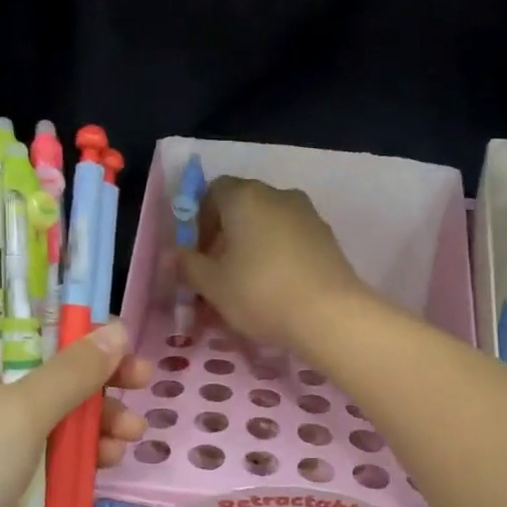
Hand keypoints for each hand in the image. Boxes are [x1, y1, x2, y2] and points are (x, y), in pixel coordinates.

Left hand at [0, 315, 153, 506]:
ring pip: (55, 418)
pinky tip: (109, 463)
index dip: (73, 325)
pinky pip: (49, 460)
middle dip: (97, 379)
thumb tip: (117, 328)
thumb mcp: (20, 412)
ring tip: (132, 434)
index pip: (24, 322)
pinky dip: (80, 458)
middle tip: (144, 381)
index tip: (120, 336)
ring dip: (96, 422)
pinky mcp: (0, 488)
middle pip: (48, 371)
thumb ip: (74, 371)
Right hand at [179, 177, 369, 351]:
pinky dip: (278, 255)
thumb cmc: (261, 293)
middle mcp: (278, 195)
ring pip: (268, 224)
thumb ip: (189, 266)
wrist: (330, 315)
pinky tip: (276, 287)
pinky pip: (292, 239)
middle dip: (226, 236)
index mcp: (245, 196)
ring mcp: (307, 214)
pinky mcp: (327, 237)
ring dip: (252, 246)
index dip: (200, 219)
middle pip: (242, 207)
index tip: (198, 253)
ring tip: (246, 285)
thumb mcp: (213, 285)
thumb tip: (176, 255)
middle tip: (218, 272)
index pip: (213, 191)